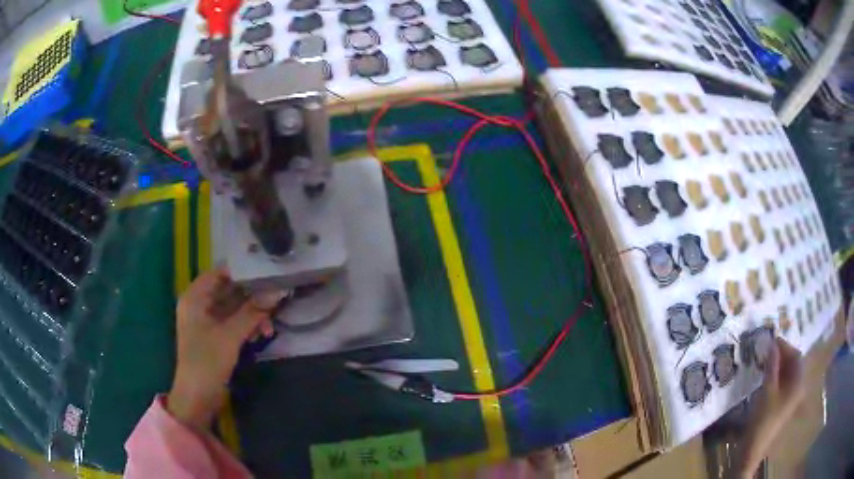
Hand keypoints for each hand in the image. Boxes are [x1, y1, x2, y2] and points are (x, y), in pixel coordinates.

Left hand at [167, 267, 283, 431]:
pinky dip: (248, 326)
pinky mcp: (216, 336)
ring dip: (253, 315)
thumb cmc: (206, 361)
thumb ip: (252, 312)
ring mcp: (208, 321)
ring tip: (269, 327)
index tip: (267, 271)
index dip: (242, 271)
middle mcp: (200, 305)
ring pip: (235, 308)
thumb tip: (277, 292)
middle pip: (229, 290)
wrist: (197, 398)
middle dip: (252, 297)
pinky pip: (235, 323)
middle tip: (276, 300)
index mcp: (195, 297)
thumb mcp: (230, 336)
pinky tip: (262, 335)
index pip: (220, 273)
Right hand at [758, 338, 806, 420]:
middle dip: (782, 356)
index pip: (796, 356)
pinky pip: (784, 384)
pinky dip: (777, 377)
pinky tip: (767, 378)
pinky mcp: (784, 406)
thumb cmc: (763, 418)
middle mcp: (799, 387)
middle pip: (794, 365)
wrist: (754, 449)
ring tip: (765, 363)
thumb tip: (772, 344)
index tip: (771, 341)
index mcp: (798, 382)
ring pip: (788, 375)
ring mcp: (792, 398)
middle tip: (767, 351)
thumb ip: (771, 366)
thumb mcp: (766, 390)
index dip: (785, 346)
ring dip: (779, 366)